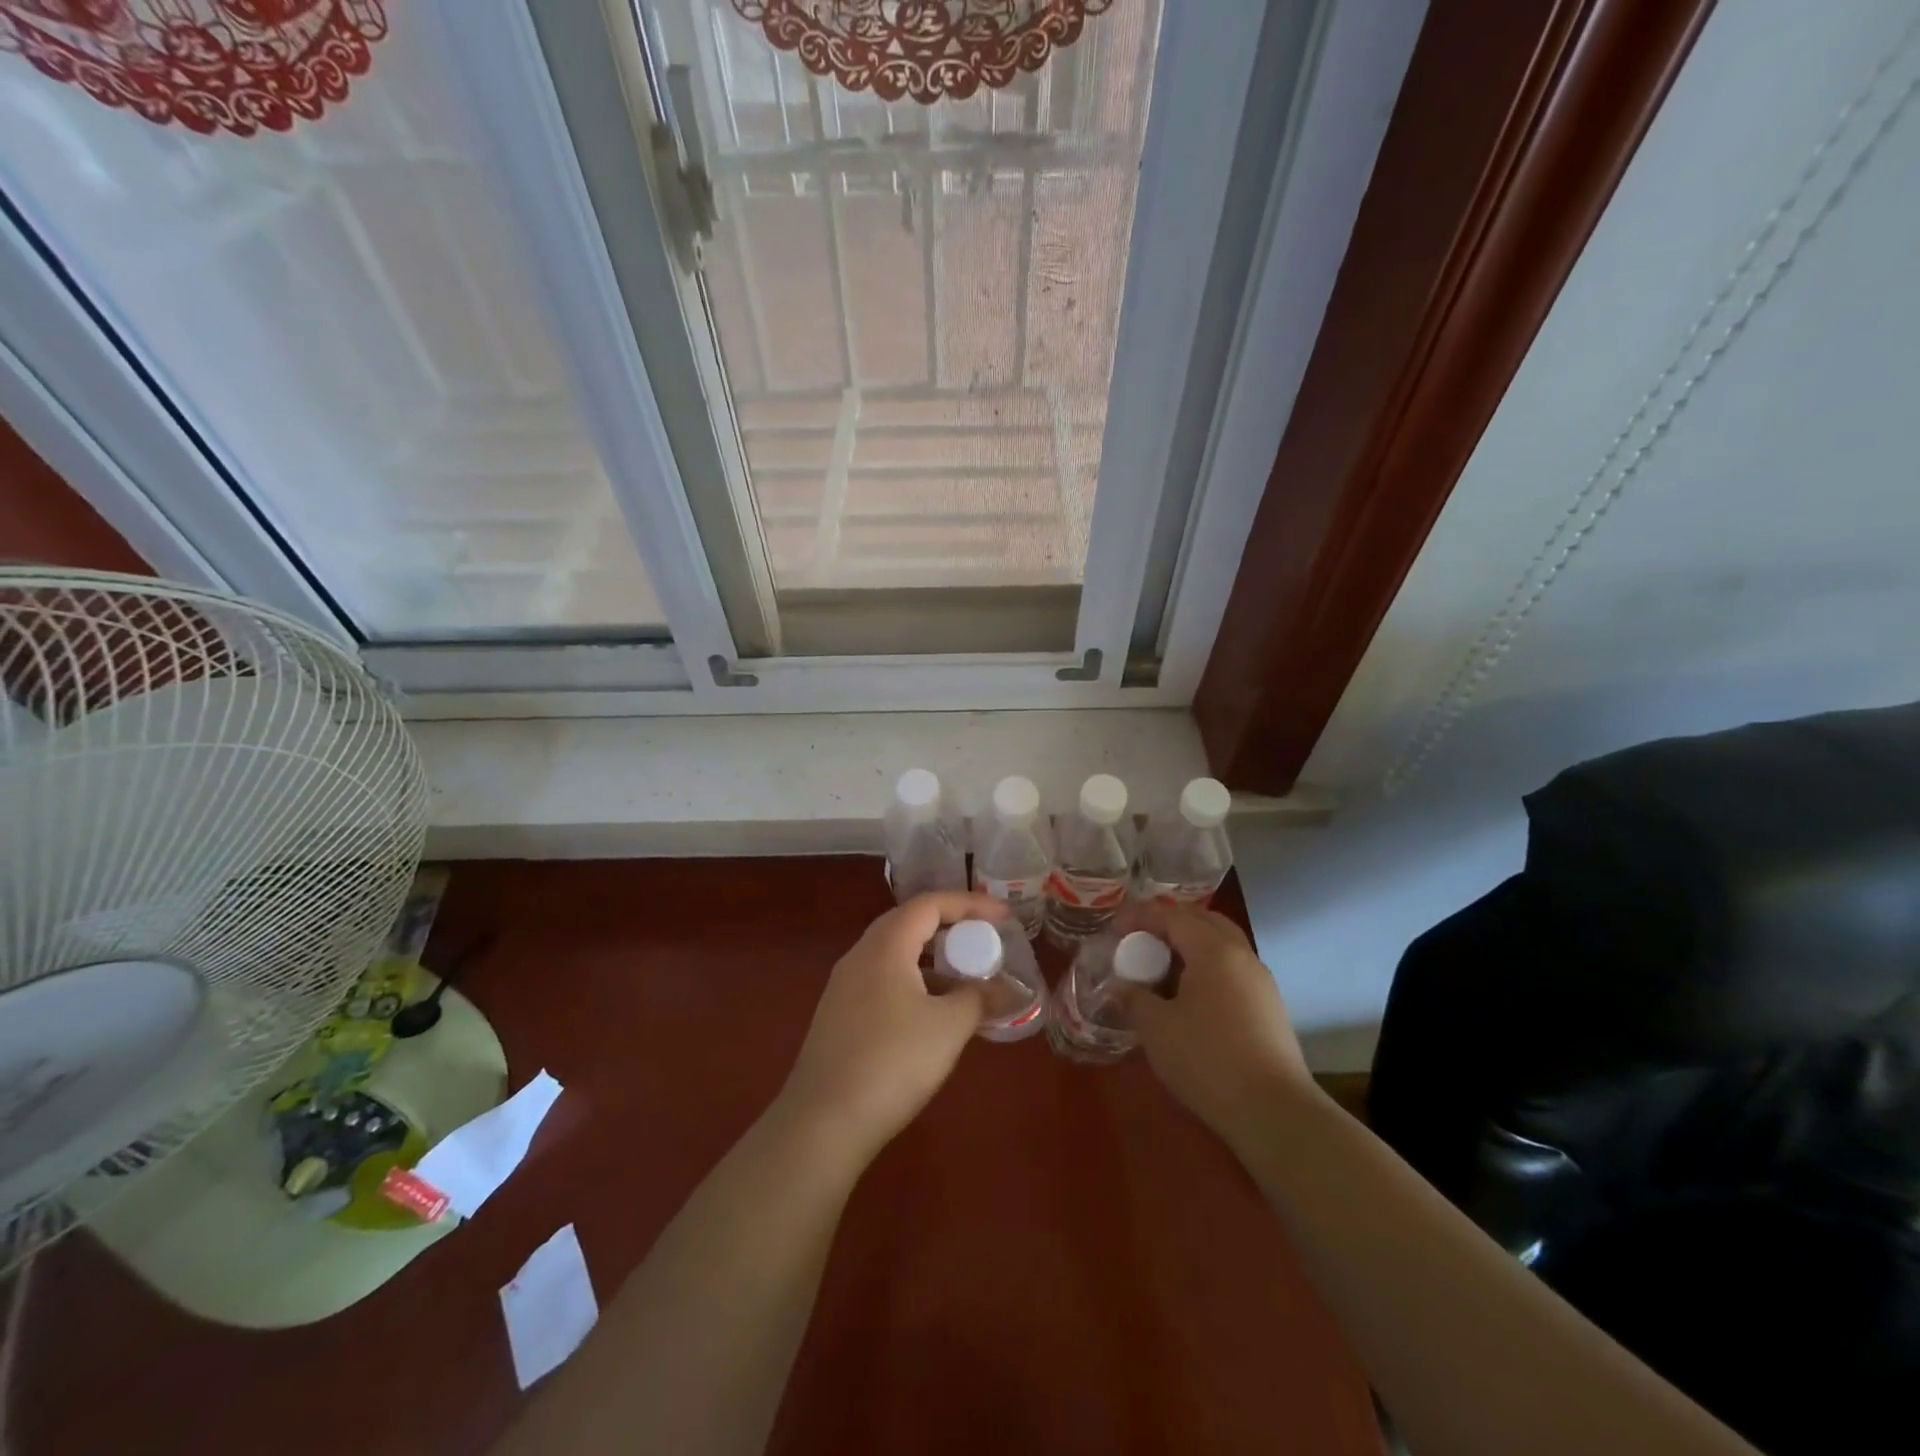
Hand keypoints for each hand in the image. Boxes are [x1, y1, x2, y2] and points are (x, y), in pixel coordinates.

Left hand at [775, 891, 1007, 1163]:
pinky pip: (884, 980)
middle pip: (910, 923)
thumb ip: (981, 998)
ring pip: (896, 954)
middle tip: (985, 940)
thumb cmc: (892, 1062)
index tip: (1004, 917)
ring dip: (933, 958)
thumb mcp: (949, 1027)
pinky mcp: (839, 1016)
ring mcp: (845, 987)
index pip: (930, 904)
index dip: (970, 903)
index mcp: (885, 946)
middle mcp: (860, 956)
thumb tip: (1007, 989)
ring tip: (966, 977)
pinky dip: (915, 982)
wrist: (823, 1122)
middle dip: (951, 926)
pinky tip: (934, 1012)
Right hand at [1119, 904, 1312, 1149]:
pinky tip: (1189, 994)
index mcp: (1214, 950)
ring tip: (1162, 965)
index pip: (1173, 916)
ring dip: (1191, 945)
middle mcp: (1242, 955)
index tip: (1115, 927)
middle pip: (1204, 921)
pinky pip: (1232, 969)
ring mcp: (1261, 982)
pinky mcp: (1269, 1007)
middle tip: (1140, 938)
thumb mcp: (1157, 1028)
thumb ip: (1134, 998)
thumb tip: (1122, 986)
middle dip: (1170, 923)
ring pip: (1222, 944)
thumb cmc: (1207, 1060)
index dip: (1141, 916)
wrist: (1274, 1112)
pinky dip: (1207, 967)